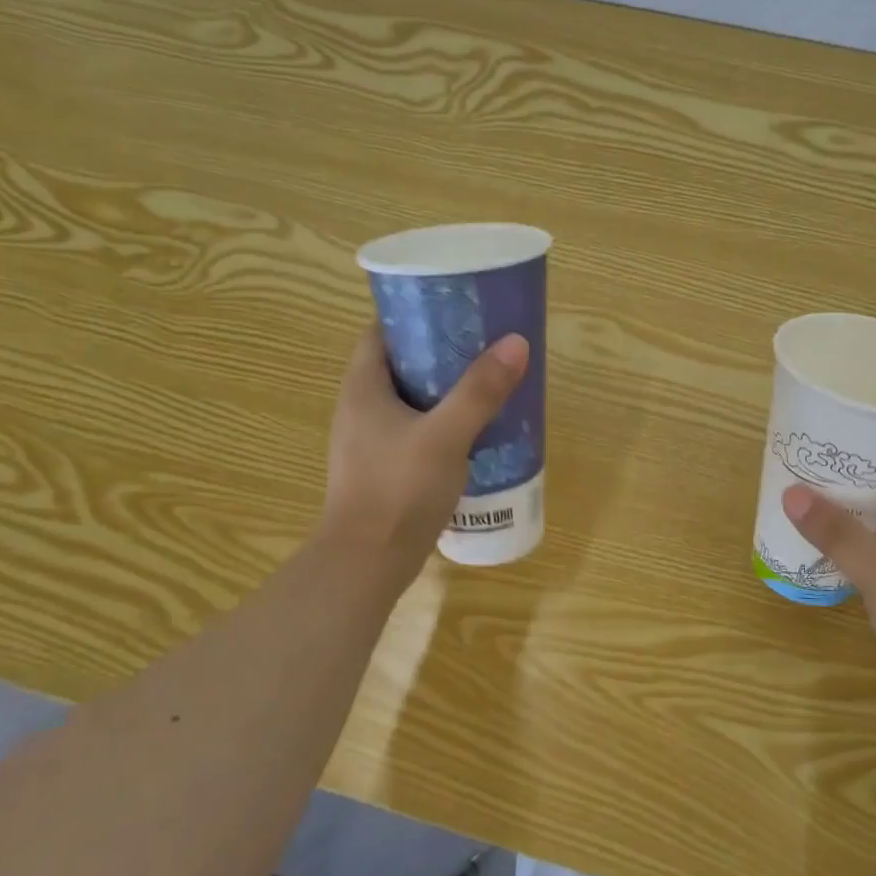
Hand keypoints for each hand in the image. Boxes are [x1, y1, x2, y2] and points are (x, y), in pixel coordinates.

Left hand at [321, 325, 529, 566]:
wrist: (367, 565)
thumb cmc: (398, 491)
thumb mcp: (444, 436)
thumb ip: (480, 391)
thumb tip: (515, 343)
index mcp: (362, 388)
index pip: (380, 332)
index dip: (413, 315)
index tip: (454, 310)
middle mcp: (360, 409)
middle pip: (399, 364)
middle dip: (439, 352)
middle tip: (482, 346)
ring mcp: (370, 443)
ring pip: (409, 400)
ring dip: (443, 390)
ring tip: (486, 384)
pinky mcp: (384, 470)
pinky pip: (415, 431)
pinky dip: (441, 423)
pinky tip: (474, 432)